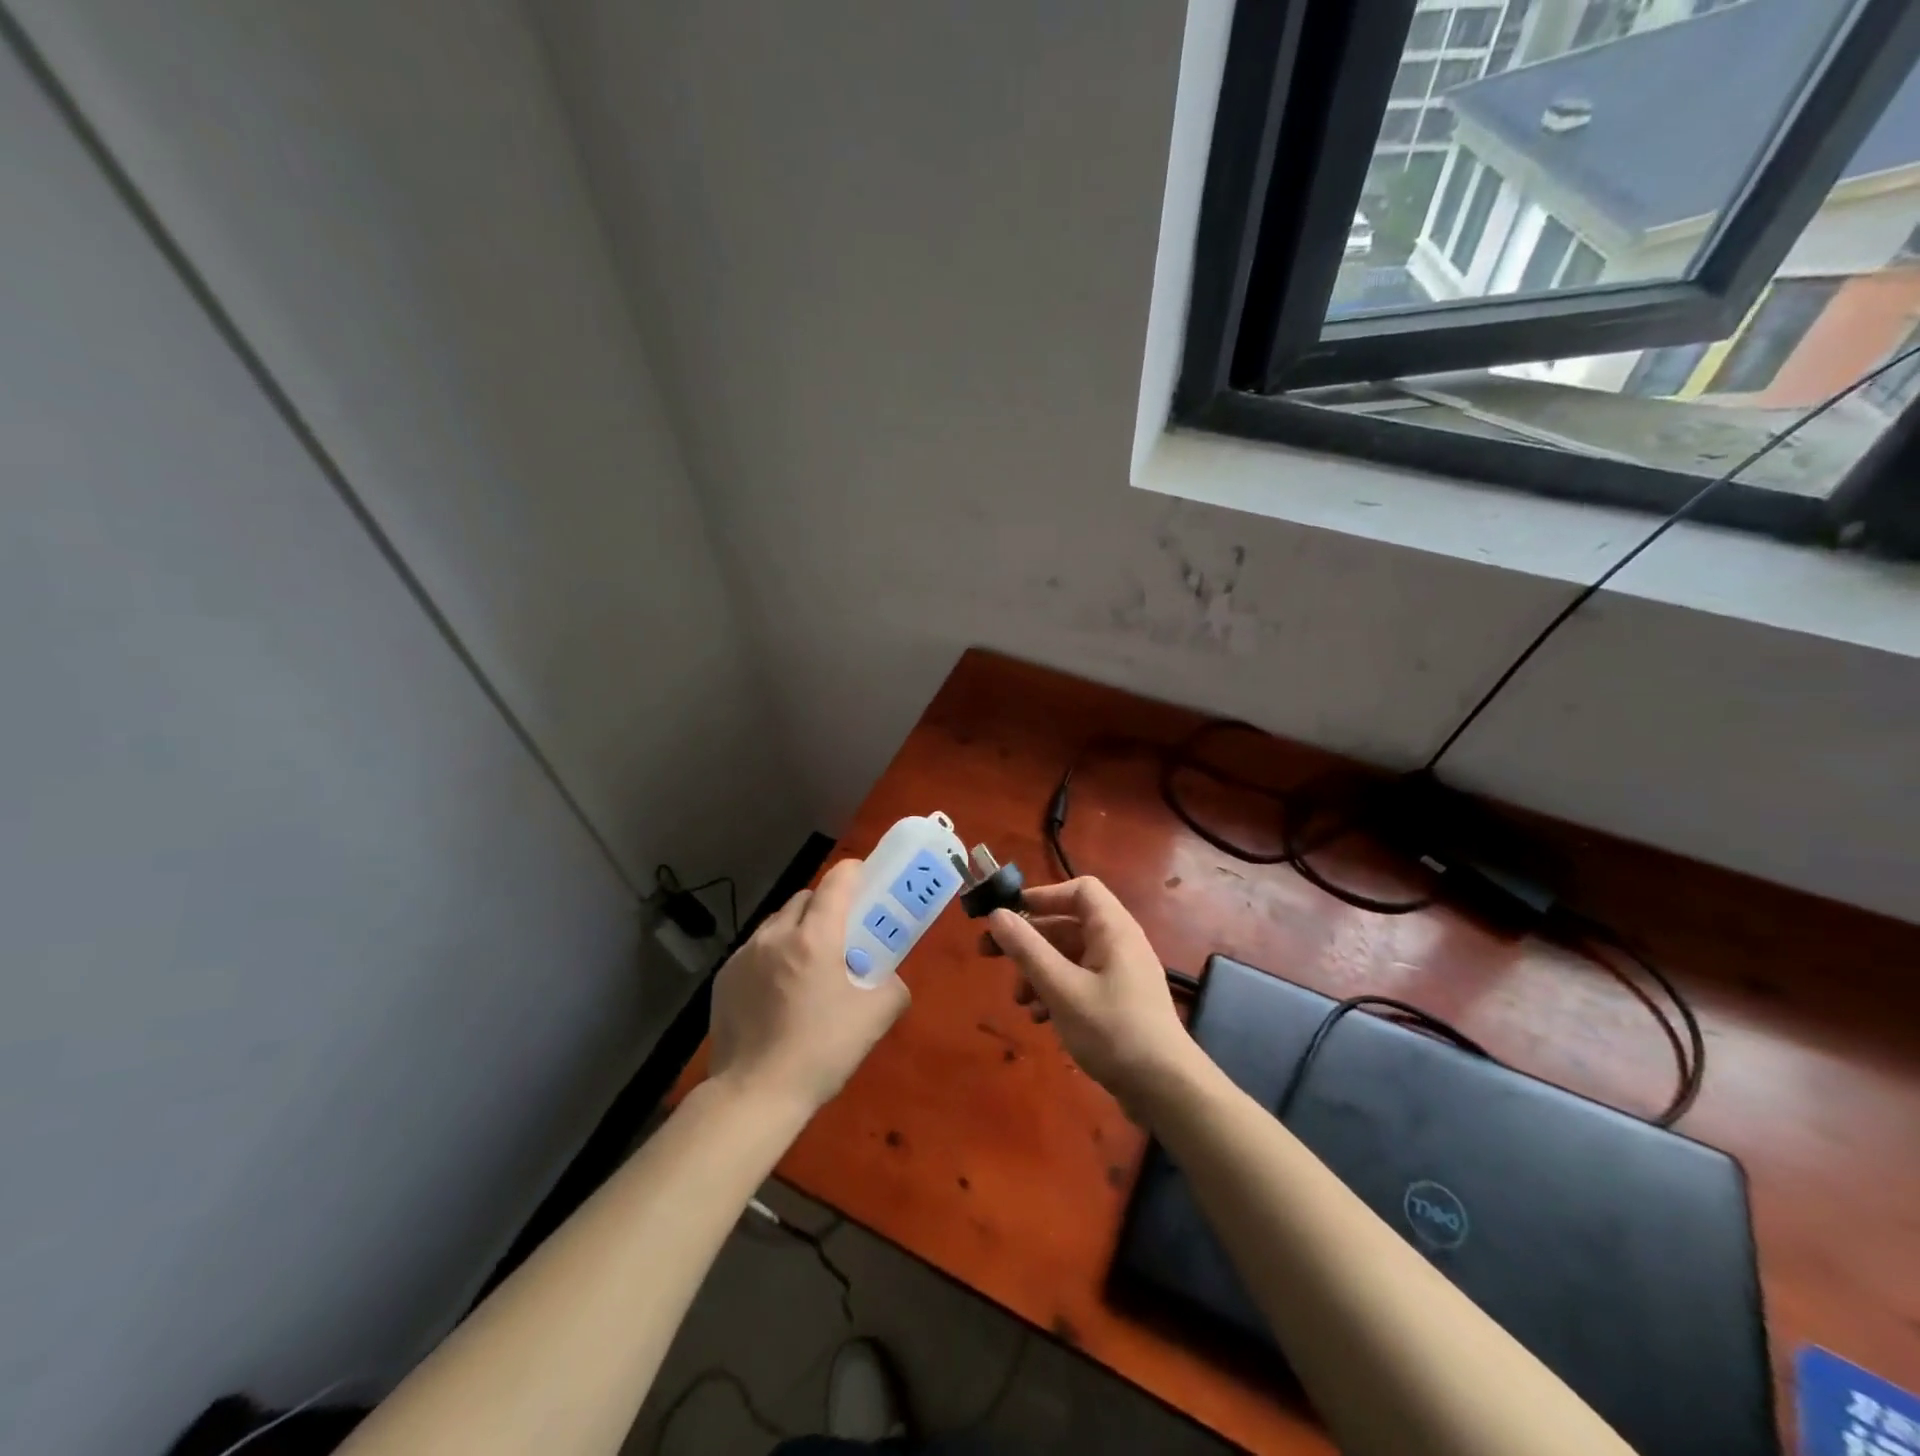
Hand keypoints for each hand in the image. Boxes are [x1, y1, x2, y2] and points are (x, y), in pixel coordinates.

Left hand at [708, 857, 910, 1116]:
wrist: (754, 1094)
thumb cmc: (821, 1051)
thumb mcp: (876, 1018)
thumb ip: (892, 986)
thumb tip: (888, 978)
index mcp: (815, 938)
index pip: (837, 882)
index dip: (854, 872)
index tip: (866, 878)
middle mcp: (776, 935)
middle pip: (805, 898)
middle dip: (826, 905)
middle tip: (841, 933)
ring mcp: (744, 955)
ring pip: (777, 922)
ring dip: (796, 929)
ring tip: (807, 964)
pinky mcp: (724, 977)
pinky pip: (755, 949)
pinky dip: (771, 955)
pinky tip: (778, 990)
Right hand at [985, 877, 1199, 1111]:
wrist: (1165, 1089)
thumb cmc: (1112, 1030)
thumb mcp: (1061, 988)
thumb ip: (1027, 949)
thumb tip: (996, 914)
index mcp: (1112, 929)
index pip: (1079, 889)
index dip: (1043, 895)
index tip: (1010, 914)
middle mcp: (1119, 943)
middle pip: (1068, 924)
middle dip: (1029, 939)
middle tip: (989, 954)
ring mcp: (1120, 974)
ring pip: (1070, 956)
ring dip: (1038, 971)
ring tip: (1019, 999)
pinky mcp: (1118, 1002)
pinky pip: (1080, 981)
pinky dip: (1056, 992)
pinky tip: (1040, 1018)